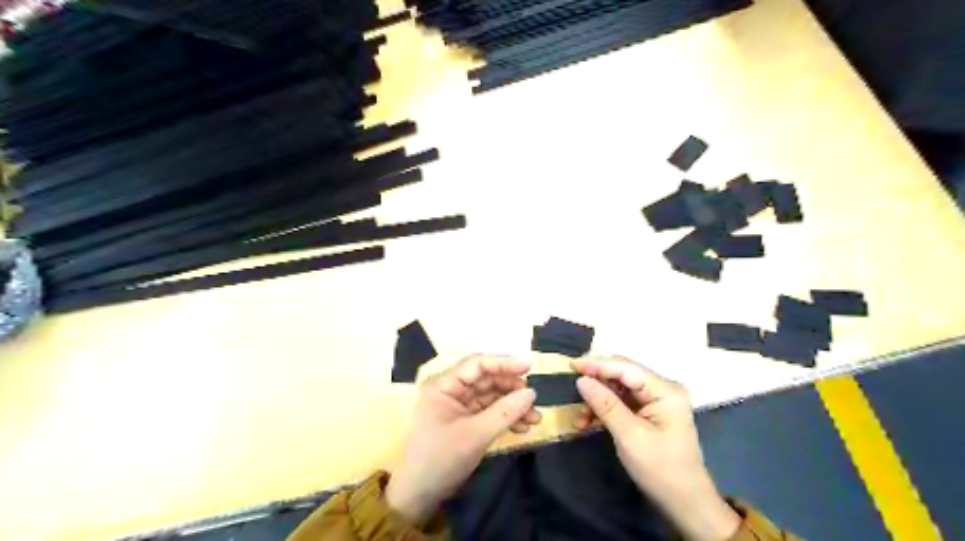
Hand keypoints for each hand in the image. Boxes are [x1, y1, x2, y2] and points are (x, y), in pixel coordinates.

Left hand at [385, 355, 540, 524]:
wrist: (419, 495)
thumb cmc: (441, 459)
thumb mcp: (476, 435)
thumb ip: (505, 412)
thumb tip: (531, 392)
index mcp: (443, 385)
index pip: (477, 364)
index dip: (504, 363)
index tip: (530, 366)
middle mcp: (450, 389)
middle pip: (486, 379)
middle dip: (512, 389)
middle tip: (534, 399)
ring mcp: (457, 405)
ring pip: (491, 395)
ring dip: (513, 405)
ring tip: (535, 418)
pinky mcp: (464, 420)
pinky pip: (489, 411)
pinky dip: (506, 417)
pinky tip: (523, 427)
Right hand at [570, 357, 740, 540]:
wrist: (684, 503)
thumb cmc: (660, 469)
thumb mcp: (629, 436)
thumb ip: (605, 405)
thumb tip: (582, 380)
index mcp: (665, 390)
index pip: (626, 368)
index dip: (597, 364)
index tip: (571, 365)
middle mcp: (661, 389)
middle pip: (622, 375)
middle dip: (595, 381)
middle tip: (571, 385)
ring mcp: (655, 400)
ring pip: (618, 389)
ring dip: (597, 399)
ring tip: (578, 416)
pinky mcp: (648, 412)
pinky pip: (620, 402)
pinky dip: (603, 409)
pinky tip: (587, 421)